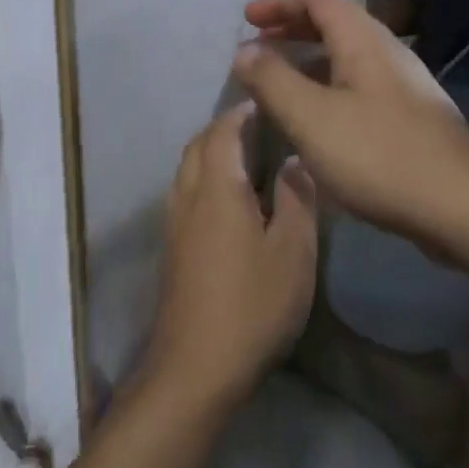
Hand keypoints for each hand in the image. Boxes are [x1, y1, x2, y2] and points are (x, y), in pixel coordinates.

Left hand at [146, 104, 317, 412]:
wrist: (196, 366)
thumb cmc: (253, 304)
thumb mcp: (293, 252)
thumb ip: (296, 198)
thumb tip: (293, 159)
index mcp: (217, 188)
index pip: (223, 132)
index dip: (240, 113)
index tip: (262, 101)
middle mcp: (188, 197)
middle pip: (198, 146)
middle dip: (222, 128)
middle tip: (255, 124)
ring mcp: (175, 224)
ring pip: (187, 170)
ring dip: (210, 152)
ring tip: (243, 156)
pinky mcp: (172, 249)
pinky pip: (185, 193)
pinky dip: (203, 178)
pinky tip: (227, 199)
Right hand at [233, 0, 468, 260]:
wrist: (462, 206)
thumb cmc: (378, 155)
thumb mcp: (310, 117)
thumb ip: (272, 80)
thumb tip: (244, 51)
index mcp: (364, 42)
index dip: (280, 2)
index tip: (248, 18)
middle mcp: (388, 54)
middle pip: (337, 24)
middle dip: (294, 29)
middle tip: (259, 44)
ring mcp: (405, 87)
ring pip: (349, 58)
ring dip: (310, 61)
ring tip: (279, 84)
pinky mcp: (412, 119)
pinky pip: (361, 87)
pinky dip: (329, 89)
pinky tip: (317, 123)